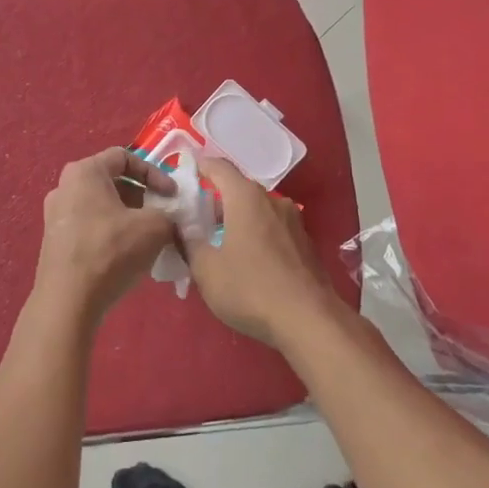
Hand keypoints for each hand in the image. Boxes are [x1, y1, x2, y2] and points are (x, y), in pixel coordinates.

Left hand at [32, 148, 176, 321]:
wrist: (67, 300)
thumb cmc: (110, 251)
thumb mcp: (153, 227)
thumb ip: (168, 214)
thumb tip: (169, 219)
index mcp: (84, 171)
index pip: (124, 157)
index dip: (154, 172)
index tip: (171, 195)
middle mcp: (64, 186)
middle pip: (111, 181)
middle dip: (142, 196)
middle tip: (162, 215)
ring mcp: (55, 214)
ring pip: (101, 205)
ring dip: (128, 216)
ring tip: (148, 237)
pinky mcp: (54, 240)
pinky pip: (90, 225)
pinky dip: (111, 232)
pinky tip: (127, 254)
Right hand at [184, 158, 339, 347]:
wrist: (309, 320)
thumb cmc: (250, 289)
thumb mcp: (206, 270)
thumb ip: (188, 243)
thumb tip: (179, 227)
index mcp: (245, 198)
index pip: (218, 167)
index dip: (199, 166)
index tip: (184, 175)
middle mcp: (272, 201)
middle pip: (238, 190)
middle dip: (215, 201)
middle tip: (195, 222)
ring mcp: (293, 221)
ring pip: (257, 210)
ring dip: (237, 220)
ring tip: (219, 245)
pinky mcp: (305, 243)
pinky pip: (272, 228)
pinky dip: (256, 235)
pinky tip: (247, 262)